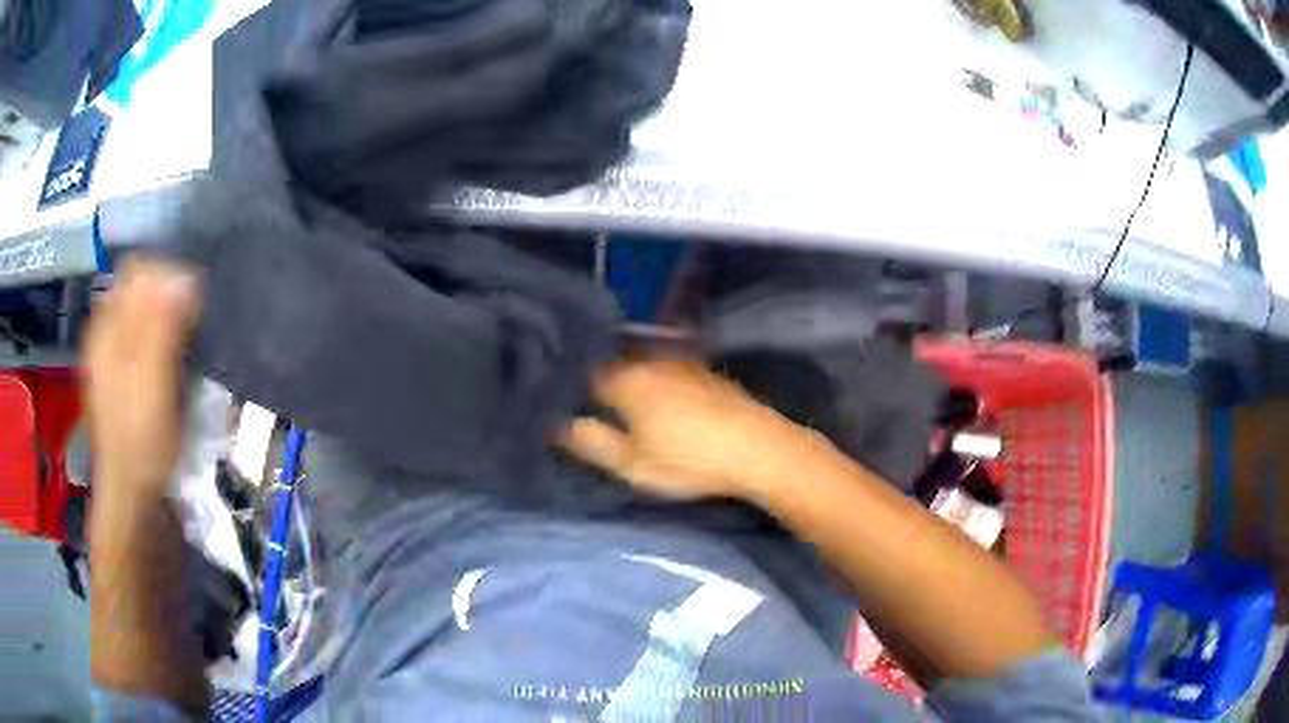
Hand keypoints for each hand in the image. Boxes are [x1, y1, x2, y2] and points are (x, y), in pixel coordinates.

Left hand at [83, 258, 199, 496]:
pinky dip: (151, 334)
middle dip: (164, 294)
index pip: (139, 271)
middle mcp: (103, 332)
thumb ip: (162, 329)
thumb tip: (183, 278)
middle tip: (186, 327)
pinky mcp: (113, 372)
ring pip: (134, 307)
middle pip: (135, 285)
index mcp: (108, 331)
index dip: (169, 279)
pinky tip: (162, 359)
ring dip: (159, 314)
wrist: (129, 492)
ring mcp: (105, 353)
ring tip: (178, 343)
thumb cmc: (143, 444)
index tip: (192, 308)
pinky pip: (132, 332)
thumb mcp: (154, 386)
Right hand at [559, 358, 803, 499]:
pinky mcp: (705, 371)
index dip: (568, 384)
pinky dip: (654, 378)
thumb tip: (555, 425)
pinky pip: (665, 367)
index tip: (559, 399)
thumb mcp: (632, 465)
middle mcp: (650, 359)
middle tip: (584, 400)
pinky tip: (658, 399)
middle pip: (612, 361)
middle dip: (596, 376)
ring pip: (640, 362)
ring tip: (618, 400)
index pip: (583, 371)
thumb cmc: (690, 460)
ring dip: (626, 375)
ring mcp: (681, 361)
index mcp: (626, 378)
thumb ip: (591, 442)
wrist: (760, 449)